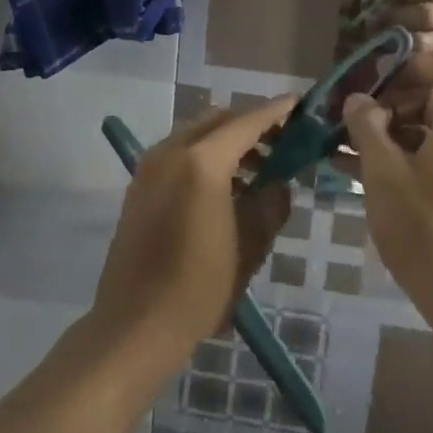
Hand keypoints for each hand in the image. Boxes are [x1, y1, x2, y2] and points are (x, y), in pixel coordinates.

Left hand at [89, 98, 296, 370]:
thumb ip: (270, 205)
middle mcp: (171, 152)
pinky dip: (204, 155)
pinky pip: (178, 153)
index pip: (247, 122)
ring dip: (227, 140)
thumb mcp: (250, 247)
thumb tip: (279, 183)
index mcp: (202, 162)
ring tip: (258, 170)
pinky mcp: (139, 186)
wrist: (134, 327)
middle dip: (250, 125)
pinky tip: (225, 187)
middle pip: (218, 120)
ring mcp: (150, 167)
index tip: (298, 105)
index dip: (276, 112)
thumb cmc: (199, 289)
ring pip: (196, 134)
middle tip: (281, 143)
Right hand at [340, 55, 432, 331]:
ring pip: (424, 130)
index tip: (368, 78)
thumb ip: (367, 127)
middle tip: (347, 115)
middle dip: (386, 101)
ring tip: (339, 142)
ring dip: (385, 132)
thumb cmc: (425, 226)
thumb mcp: (384, 172)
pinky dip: (397, 157)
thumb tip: (357, 99)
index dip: (405, 64)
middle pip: (430, 96)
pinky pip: (428, 158)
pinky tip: (353, 170)